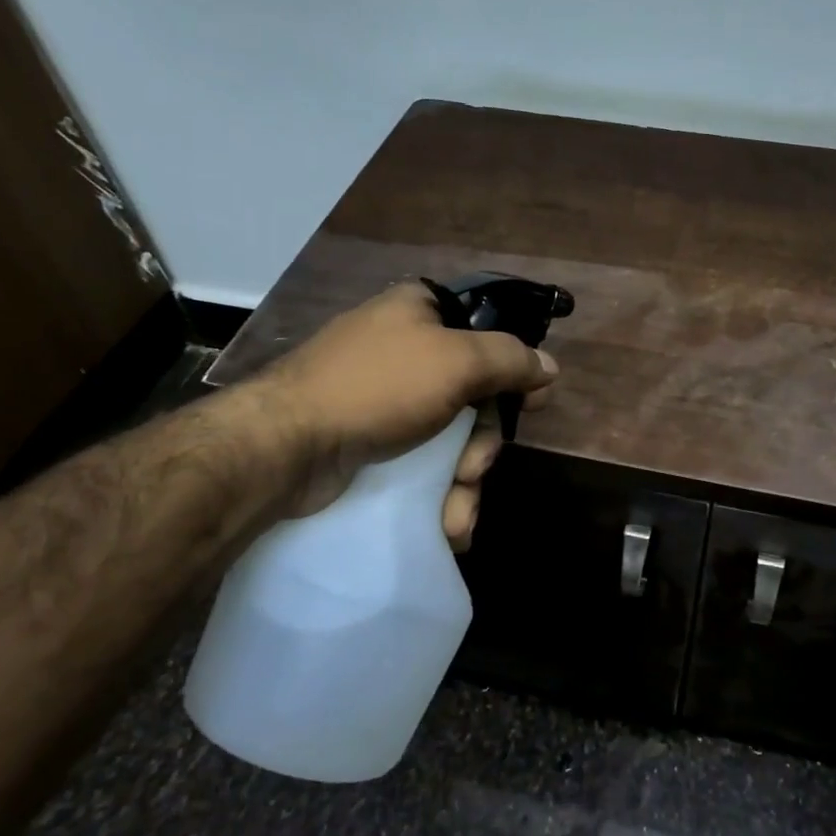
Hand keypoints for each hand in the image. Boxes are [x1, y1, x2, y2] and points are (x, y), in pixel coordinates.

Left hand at [237, 282, 558, 547]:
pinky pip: (420, 462)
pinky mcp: (368, 440)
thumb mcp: (458, 361)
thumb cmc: (379, 387)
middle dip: (483, 443)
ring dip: (463, 481)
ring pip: (450, 438)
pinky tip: (446, 524)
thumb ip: (511, 360)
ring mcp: (383, 397)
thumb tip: (549, 366)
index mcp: (420, 311)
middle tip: (474, 468)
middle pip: (474, 395)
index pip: (486, 330)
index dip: (512, 369)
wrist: (286, 445)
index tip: (529, 404)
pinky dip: (437, 492)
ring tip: (456, 512)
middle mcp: (403, 348)